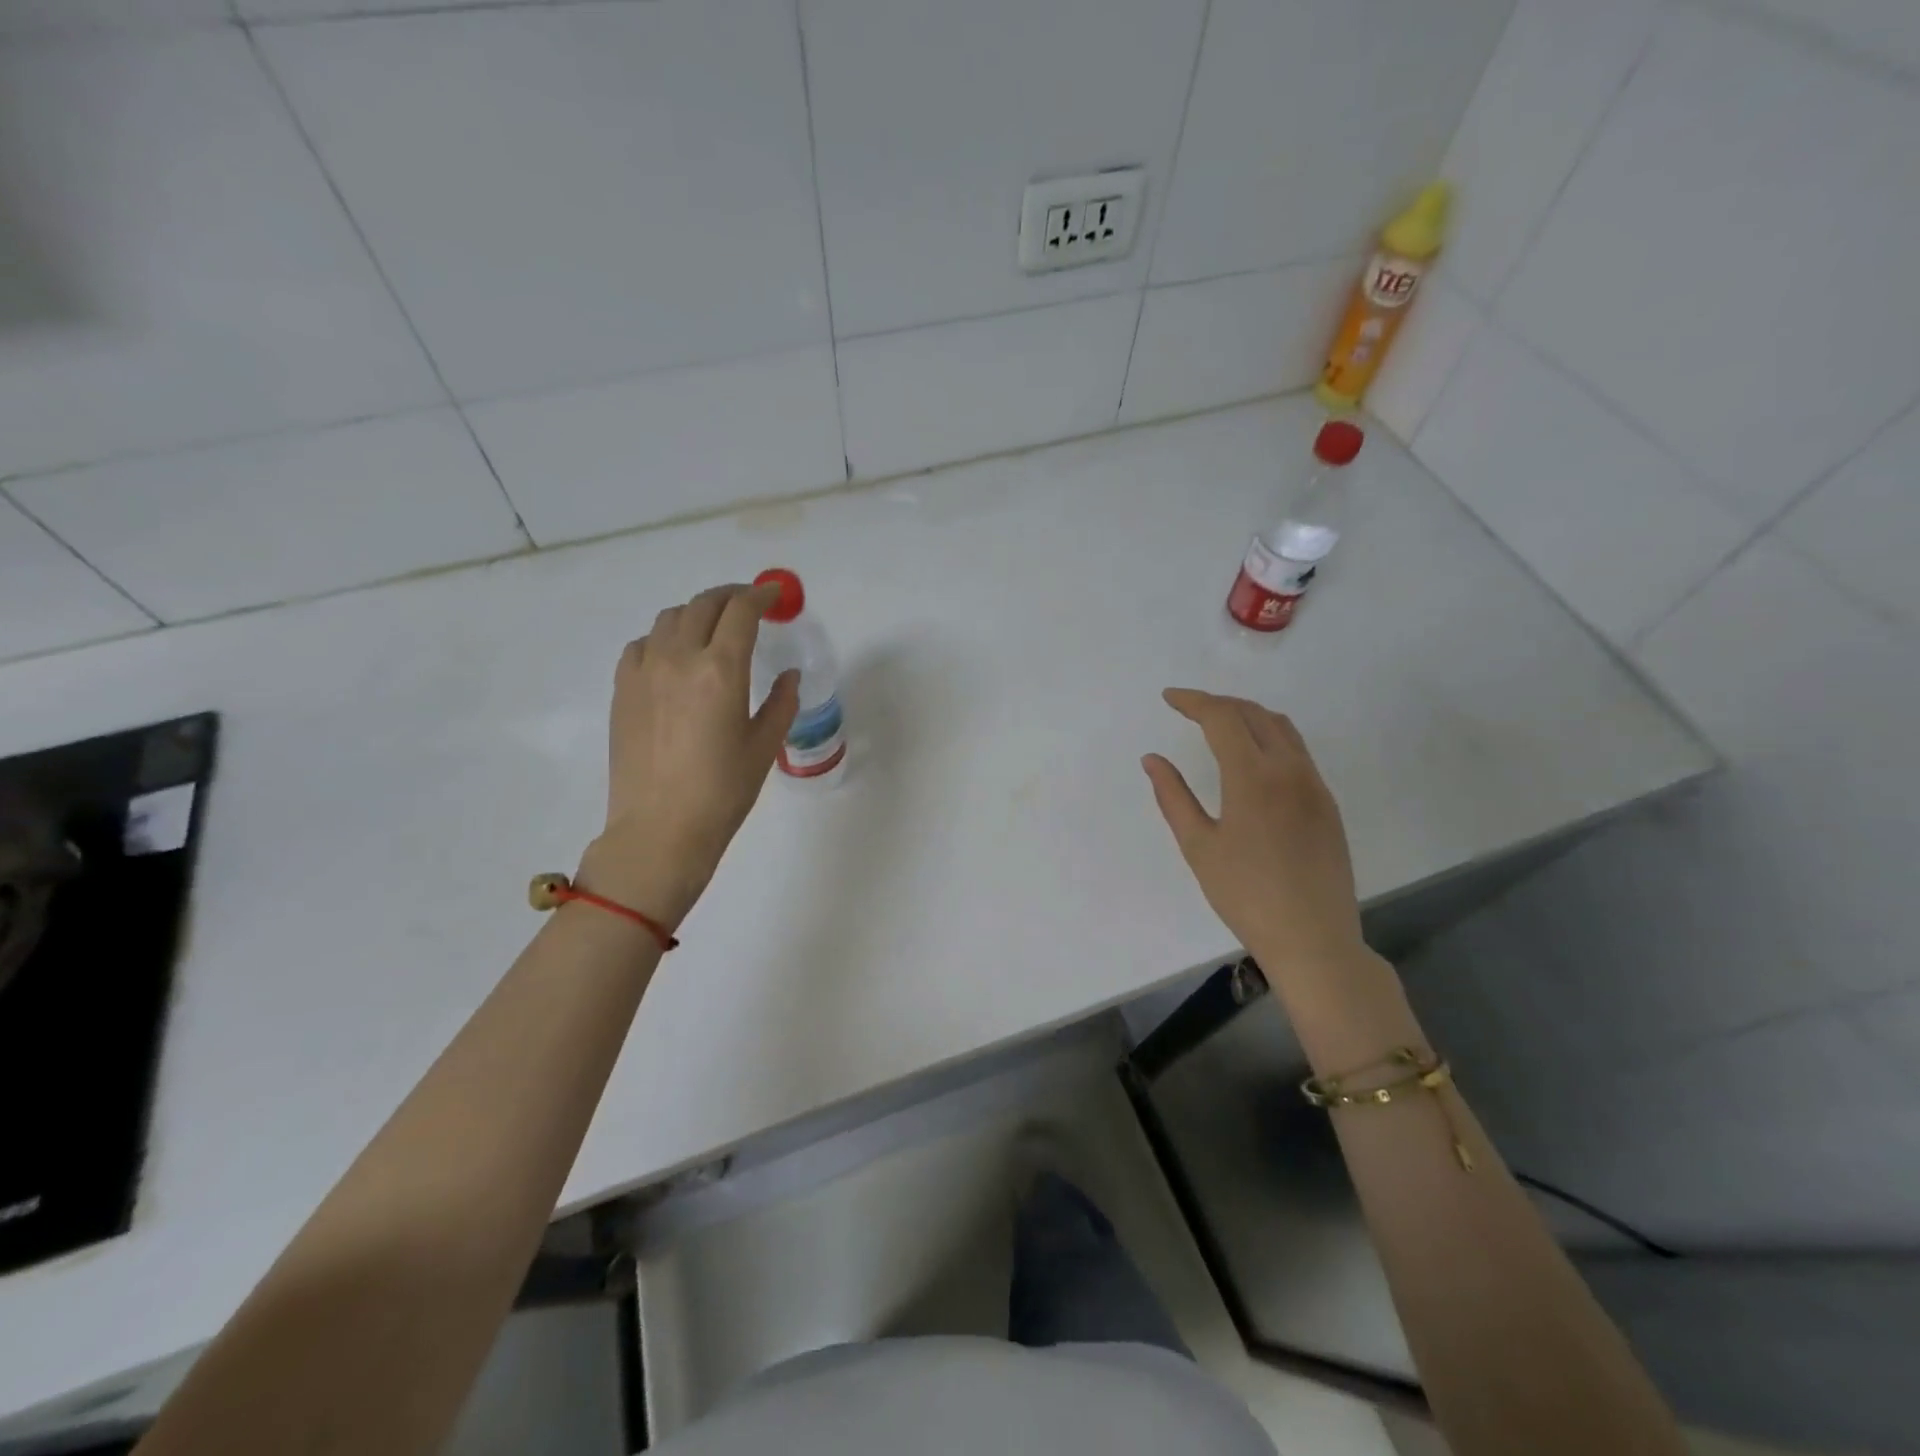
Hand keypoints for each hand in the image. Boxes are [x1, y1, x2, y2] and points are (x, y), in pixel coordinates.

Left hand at [579, 583, 798, 926]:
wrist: (660, 829)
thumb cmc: (723, 792)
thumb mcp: (764, 746)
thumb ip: (781, 703)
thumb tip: (788, 676)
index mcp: (721, 670)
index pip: (741, 611)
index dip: (760, 596)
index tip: (773, 596)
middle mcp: (679, 658)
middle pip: (704, 605)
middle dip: (730, 596)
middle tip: (748, 604)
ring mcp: (644, 671)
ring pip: (670, 618)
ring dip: (697, 613)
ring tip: (712, 628)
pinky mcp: (623, 689)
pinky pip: (643, 644)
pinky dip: (664, 637)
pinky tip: (674, 657)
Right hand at [1143, 688, 1365, 977]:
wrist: (1313, 938)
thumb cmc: (1245, 895)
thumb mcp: (1198, 846)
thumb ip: (1173, 796)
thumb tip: (1152, 759)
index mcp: (1254, 777)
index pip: (1223, 718)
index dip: (1193, 701)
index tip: (1169, 698)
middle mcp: (1290, 770)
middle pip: (1254, 714)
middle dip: (1219, 703)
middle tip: (1188, 708)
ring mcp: (1314, 785)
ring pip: (1282, 728)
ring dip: (1248, 715)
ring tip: (1219, 723)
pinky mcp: (1327, 803)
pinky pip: (1298, 751)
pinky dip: (1270, 737)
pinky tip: (1252, 757)